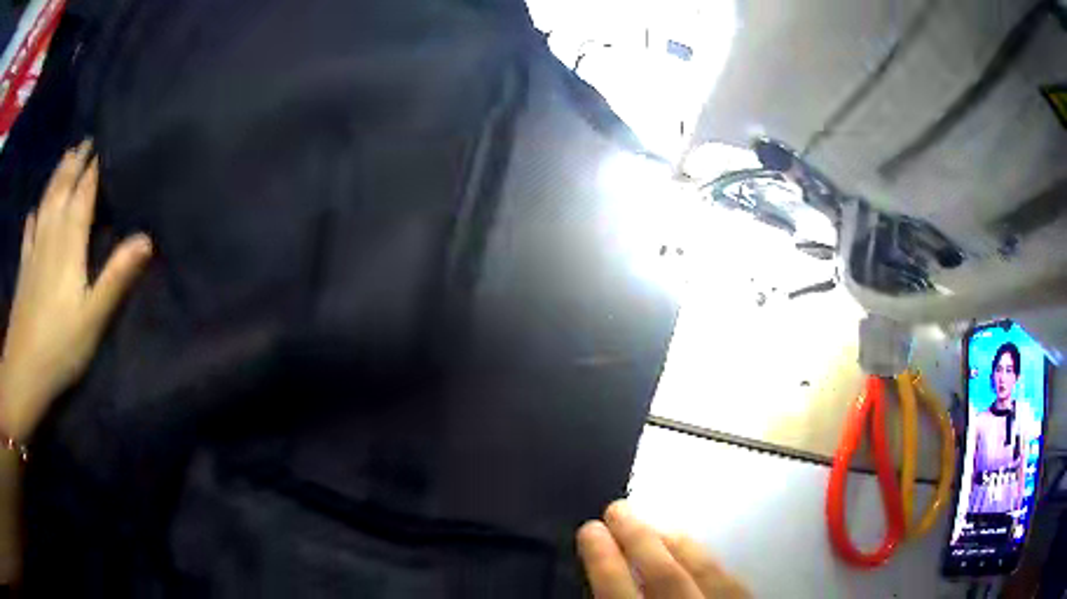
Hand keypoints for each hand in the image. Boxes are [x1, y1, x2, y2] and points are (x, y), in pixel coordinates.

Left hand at [0, 141, 151, 441]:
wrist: (24, 371)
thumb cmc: (60, 346)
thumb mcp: (93, 317)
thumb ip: (116, 277)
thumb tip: (146, 238)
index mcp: (69, 244)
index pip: (83, 196)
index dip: (92, 170)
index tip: (102, 146)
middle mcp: (50, 237)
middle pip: (62, 191)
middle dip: (74, 164)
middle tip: (85, 142)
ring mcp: (34, 252)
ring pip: (45, 203)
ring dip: (55, 178)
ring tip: (64, 160)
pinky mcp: (23, 271)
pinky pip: (28, 235)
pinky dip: (32, 219)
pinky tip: (33, 212)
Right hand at [577, 501, 749, 597]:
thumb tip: (595, 580)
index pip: (619, 591)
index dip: (602, 559)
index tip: (590, 529)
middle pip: (664, 573)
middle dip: (638, 538)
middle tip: (618, 508)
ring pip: (703, 569)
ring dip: (676, 543)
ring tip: (654, 524)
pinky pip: (731, 577)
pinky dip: (709, 560)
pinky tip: (698, 552)